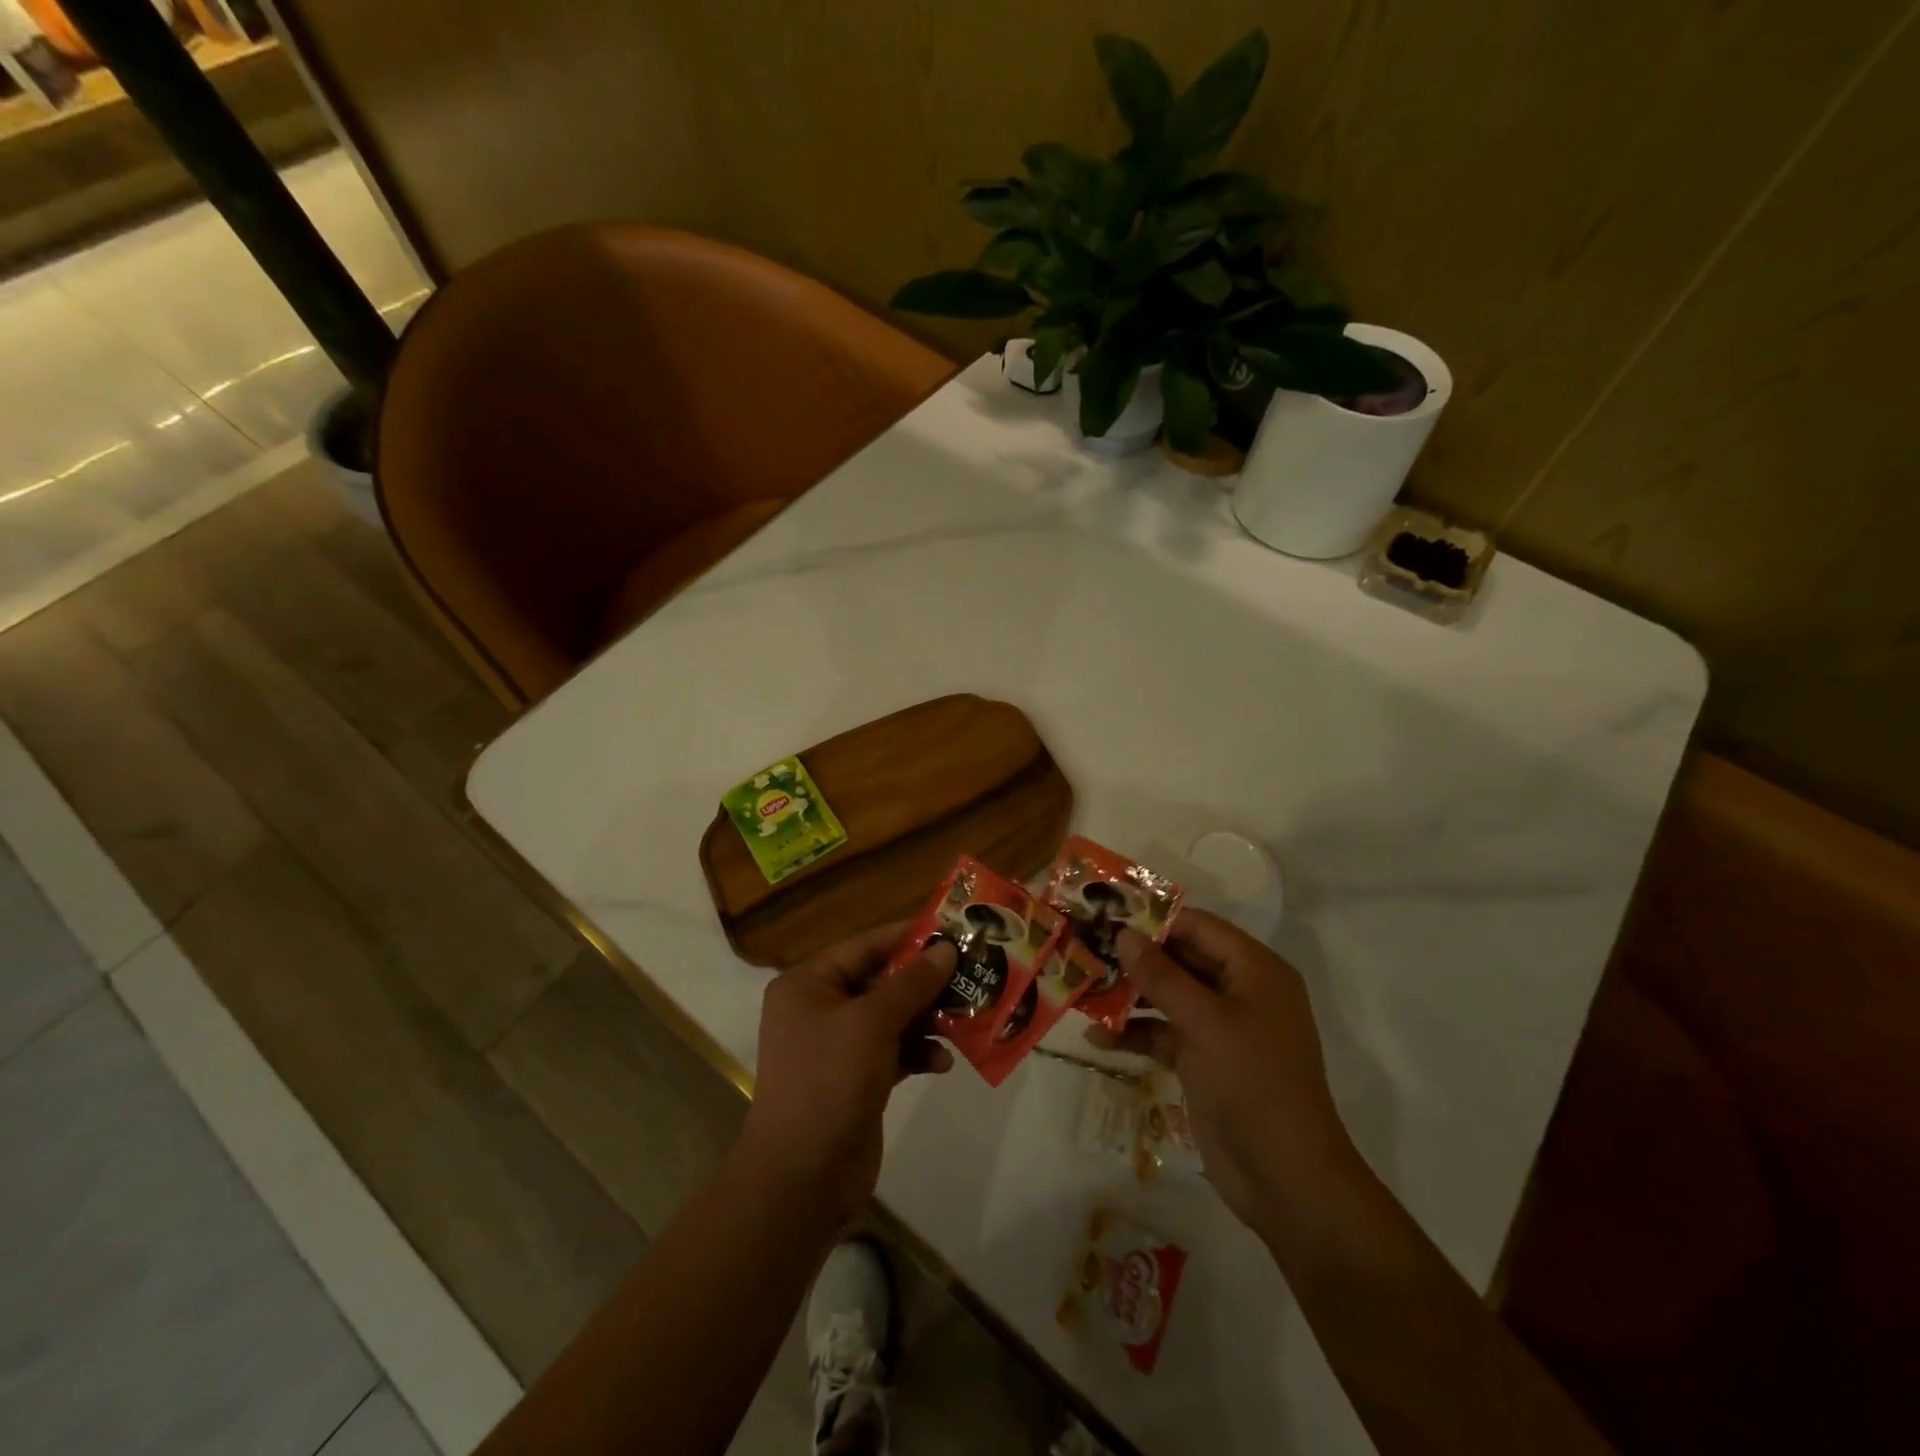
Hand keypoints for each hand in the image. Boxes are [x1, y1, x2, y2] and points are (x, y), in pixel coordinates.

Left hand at [740, 923, 955, 1221]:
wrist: (803, 1179)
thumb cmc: (829, 1082)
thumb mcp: (872, 1023)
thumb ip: (912, 983)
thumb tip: (946, 948)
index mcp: (808, 984)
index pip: (865, 946)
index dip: (908, 937)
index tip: (953, 929)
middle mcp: (820, 1008)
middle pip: (881, 981)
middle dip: (925, 982)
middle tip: (971, 973)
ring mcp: (838, 1046)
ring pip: (893, 1017)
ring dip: (927, 1019)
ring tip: (966, 1018)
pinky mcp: (857, 1078)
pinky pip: (895, 1050)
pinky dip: (918, 1052)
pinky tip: (943, 1063)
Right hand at [1089, 910, 1356, 1233]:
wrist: (1286, 1180)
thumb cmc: (1254, 1084)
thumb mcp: (1205, 1023)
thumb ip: (1162, 976)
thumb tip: (1124, 933)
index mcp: (1255, 971)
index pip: (1199, 928)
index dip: (1155, 919)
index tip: (1106, 913)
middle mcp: (1239, 992)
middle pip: (1180, 959)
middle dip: (1134, 957)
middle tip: (1085, 947)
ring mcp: (1221, 1028)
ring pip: (1167, 996)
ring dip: (1128, 995)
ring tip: (1082, 987)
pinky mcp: (1203, 1060)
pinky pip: (1164, 1033)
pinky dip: (1135, 1034)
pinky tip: (1097, 1037)